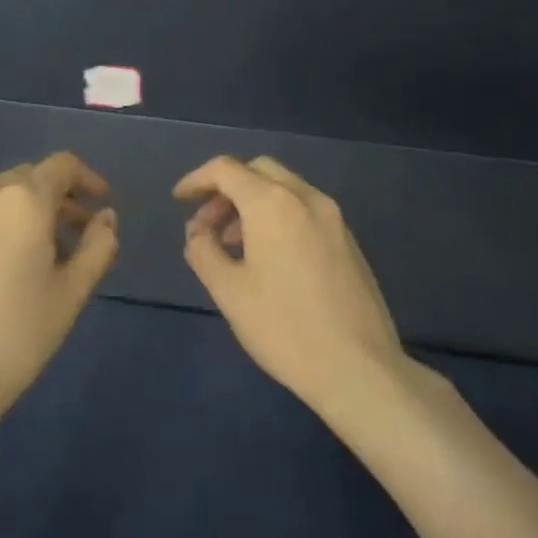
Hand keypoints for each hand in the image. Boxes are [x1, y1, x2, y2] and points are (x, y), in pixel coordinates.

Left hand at [0, 153, 117, 430]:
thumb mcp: (72, 292)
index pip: (61, 166)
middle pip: (26, 180)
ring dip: (21, 218)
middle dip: (55, 200)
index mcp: (22, 202)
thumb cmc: (18, 336)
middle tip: (74, 236)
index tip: (101, 204)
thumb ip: (98, 246)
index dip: (87, 178)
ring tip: (34, 260)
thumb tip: (104, 219)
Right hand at [175, 156, 411, 417]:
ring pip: (284, 189)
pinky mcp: (348, 240)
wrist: (358, 367)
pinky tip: (268, 257)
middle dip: (227, 189)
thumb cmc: (283, 328)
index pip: (226, 170)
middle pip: (258, 171)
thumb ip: (203, 251)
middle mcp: (306, 198)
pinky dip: (278, 216)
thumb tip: (198, 232)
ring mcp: (333, 217)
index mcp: (273, 203)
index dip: (197, 180)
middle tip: (207, 225)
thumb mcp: (229, 291)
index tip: (179, 201)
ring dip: (252, 204)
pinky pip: (305, 210)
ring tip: (232, 246)